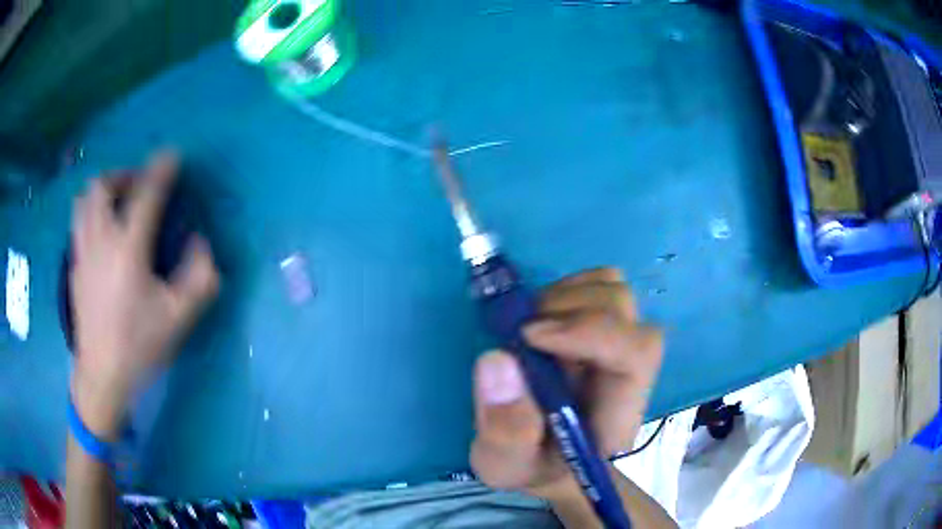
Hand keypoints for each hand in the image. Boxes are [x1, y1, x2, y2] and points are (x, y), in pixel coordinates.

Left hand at [70, 152, 218, 438]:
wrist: (102, 375)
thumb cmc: (139, 346)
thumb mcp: (179, 318)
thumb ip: (199, 277)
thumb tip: (199, 242)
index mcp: (128, 250)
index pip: (146, 195)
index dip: (161, 170)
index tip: (172, 155)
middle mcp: (101, 240)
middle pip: (103, 186)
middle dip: (123, 175)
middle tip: (138, 185)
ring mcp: (83, 251)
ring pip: (85, 199)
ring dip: (103, 189)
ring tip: (117, 201)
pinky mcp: (74, 264)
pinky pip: (79, 219)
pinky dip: (91, 210)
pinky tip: (102, 229)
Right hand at [470, 268, 662, 502]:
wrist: (547, 457)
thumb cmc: (532, 465)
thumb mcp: (506, 464)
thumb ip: (505, 429)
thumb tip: (498, 359)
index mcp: (618, 410)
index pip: (636, 352)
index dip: (589, 331)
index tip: (530, 337)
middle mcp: (628, 370)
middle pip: (624, 312)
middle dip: (568, 313)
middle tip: (522, 337)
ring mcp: (618, 342)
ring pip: (613, 290)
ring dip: (564, 298)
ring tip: (530, 329)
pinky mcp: (602, 325)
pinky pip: (598, 284)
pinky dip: (565, 289)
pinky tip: (541, 318)